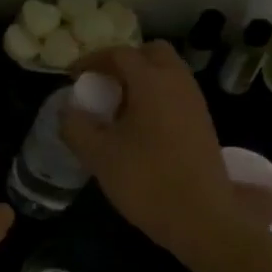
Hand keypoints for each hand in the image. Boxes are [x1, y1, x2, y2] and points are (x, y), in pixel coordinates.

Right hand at [60, 41, 237, 252]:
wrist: (202, 219)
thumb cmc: (146, 180)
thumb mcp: (98, 155)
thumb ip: (76, 126)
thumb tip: (68, 111)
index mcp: (152, 82)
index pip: (120, 54)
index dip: (92, 60)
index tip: (72, 77)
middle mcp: (178, 84)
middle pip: (152, 53)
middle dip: (124, 62)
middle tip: (102, 84)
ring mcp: (195, 104)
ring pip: (168, 74)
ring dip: (141, 80)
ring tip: (116, 108)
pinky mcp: (203, 125)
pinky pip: (176, 95)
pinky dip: (155, 98)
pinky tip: (138, 128)